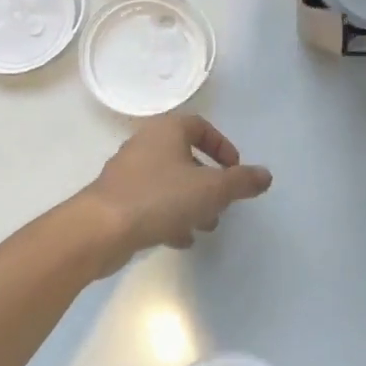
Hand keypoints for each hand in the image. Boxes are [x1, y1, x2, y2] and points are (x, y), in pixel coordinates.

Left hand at [81, 115, 272, 270]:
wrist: (100, 230)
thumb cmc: (159, 198)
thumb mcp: (211, 190)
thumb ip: (241, 182)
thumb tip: (265, 175)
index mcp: (166, 131)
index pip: (200, 126)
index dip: (222, 146)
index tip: (235, 170)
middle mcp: (145, 144)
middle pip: (185, 156)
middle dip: (208, 181)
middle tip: (222, 202)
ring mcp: (128, 172)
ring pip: (169, 182)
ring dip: (191, 202)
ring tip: (205, 226)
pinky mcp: (117, 199)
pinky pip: (151, 202)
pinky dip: (170, 216)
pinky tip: (180, 239)